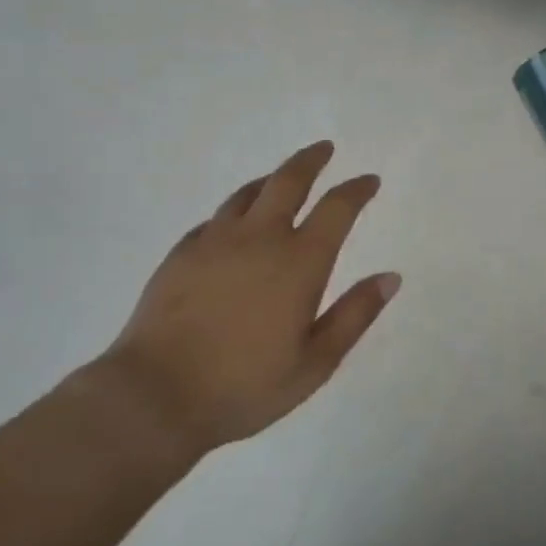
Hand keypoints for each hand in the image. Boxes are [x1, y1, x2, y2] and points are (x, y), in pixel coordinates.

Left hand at [82, 142, 399, 456]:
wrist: (155, 396)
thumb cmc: (245, 386)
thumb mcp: (315, 363)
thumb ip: (354, 315)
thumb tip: (390, 277)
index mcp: (299, 262)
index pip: (337, 208)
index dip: (356, 190)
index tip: (368, 181)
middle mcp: (259, 238)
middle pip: (288, 181)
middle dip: (311, 160)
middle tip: (324, 149)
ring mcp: (214, 241)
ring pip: (247, 193)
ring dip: (270, 180)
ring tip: (279, 180)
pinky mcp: (181, 253)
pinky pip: (215, 219)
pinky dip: (235, 212)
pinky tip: (233, 225)